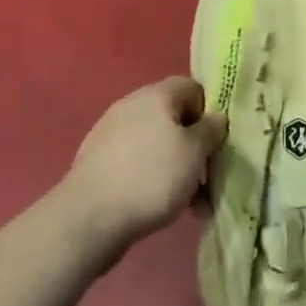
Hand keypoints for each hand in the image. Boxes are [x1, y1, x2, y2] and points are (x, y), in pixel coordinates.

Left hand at [60, 77, 227, 254]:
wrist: (88, 218)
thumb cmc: (151, 177)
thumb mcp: (195, 152)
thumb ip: (210, 130)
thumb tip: (215, 117)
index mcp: (156, 94)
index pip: (192, 88)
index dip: (209, 112)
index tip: (216, 143)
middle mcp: (132, 105)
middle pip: (174, 119)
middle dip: (194, 149)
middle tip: (207, 180)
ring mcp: (112, 133)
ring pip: (157, 144)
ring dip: (176, 168)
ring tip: (189, 204)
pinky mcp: (99, 161)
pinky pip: (136, 162)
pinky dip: (152, 179)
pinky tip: (160, 207)